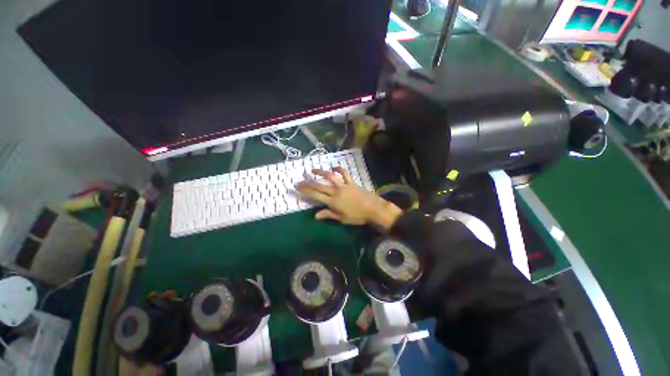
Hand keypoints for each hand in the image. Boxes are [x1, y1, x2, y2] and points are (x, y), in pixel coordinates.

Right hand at [296, 167, 402, 231]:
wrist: (373, 209)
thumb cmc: (357, 216)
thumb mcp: (341, 218)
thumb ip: (328, 215)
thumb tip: (315, 215)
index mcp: (333, 202)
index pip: (316, 196)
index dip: (306, 192)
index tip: (298, 189)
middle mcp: (336, 192)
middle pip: (319, 186)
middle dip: (308, 184)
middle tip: (300, 181)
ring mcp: (344, 186)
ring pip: (330, 177)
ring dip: (321, 172)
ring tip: (313, 170)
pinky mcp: (351, 182)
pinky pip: (344, 173)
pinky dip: (339, 169)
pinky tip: (334, 167)